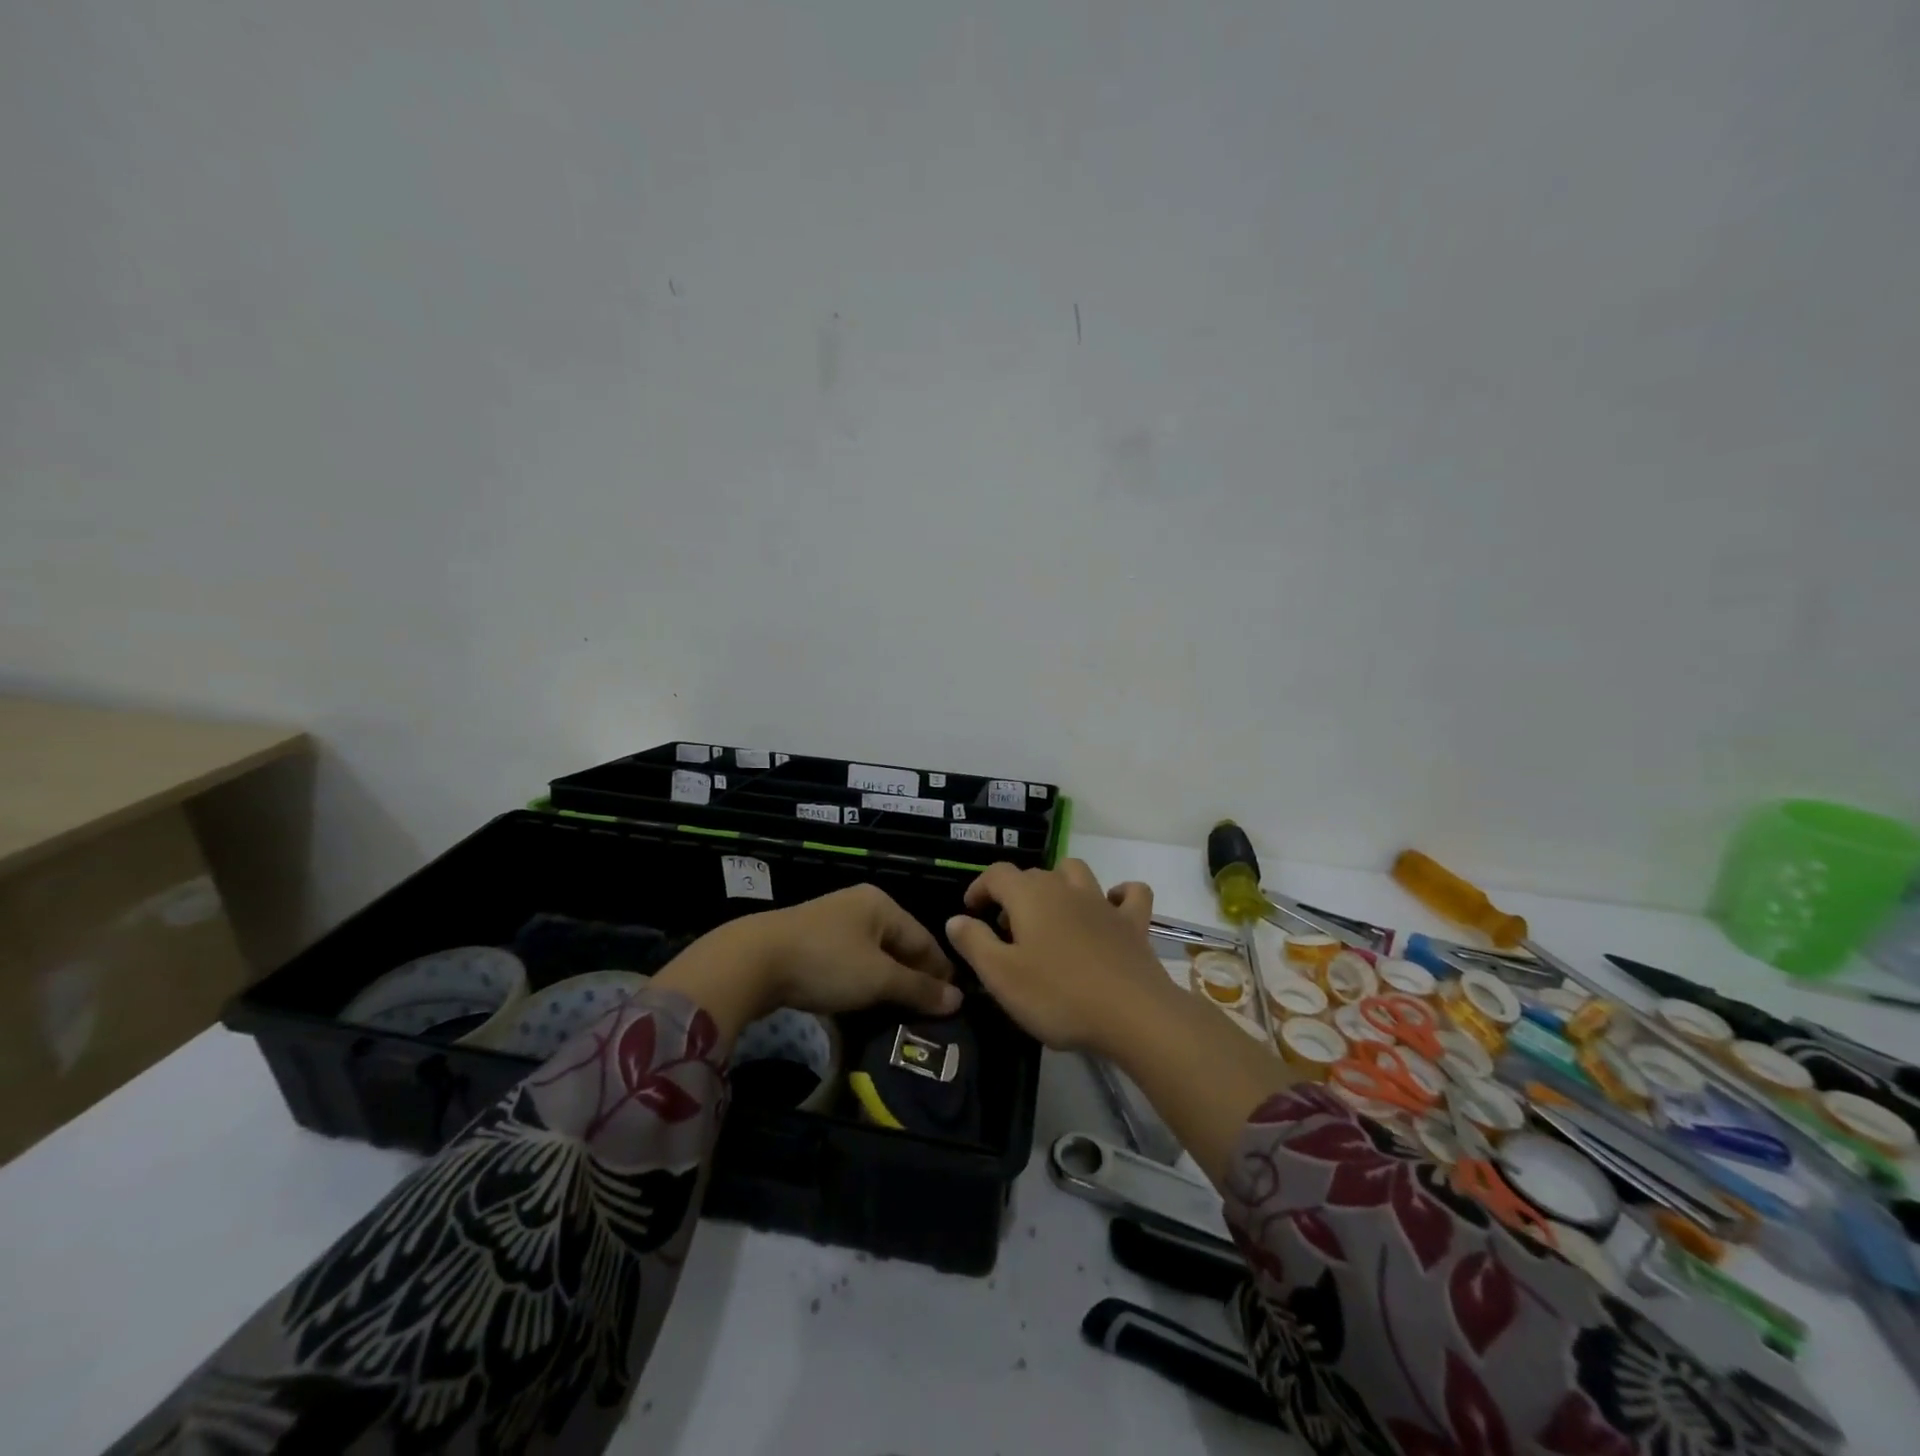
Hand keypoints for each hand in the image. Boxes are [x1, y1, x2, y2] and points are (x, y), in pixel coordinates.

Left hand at [654, 885, 959, 1044]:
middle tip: (928, 1014)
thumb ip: (918, 989)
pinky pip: (849, 962)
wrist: (753, 961)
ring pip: (873, 956)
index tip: (953, 1004)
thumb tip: (958, 1000)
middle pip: (899, 946)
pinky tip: (864, 1004)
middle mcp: (860, 906)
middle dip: (914, 979)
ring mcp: (833, 922)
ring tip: (900, 1014)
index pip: (924, 939)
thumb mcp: (878, 978)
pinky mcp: (810, 941)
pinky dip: (862, 982)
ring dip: (887, 984)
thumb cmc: (826, 963)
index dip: (940, 972)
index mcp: (882, 905)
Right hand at [945, 860, 1170, 1055]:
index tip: (971, 912)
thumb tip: (956, 919)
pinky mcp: (1133, 923)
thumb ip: (974, 943)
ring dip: (1059, 884)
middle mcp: (1066, 888)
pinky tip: (1110, 909)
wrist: (1133, 1015)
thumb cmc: (1058, 996)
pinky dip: (1119, 895)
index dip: (980, 887)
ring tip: (1050, 915)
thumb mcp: (1001, 976)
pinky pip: (1130, 894)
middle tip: (1005, 931)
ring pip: (1076, 872)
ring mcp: (1103, 903)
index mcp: (1030, 896)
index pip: (997, 874)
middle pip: (1034, 875)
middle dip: (1014, 894)